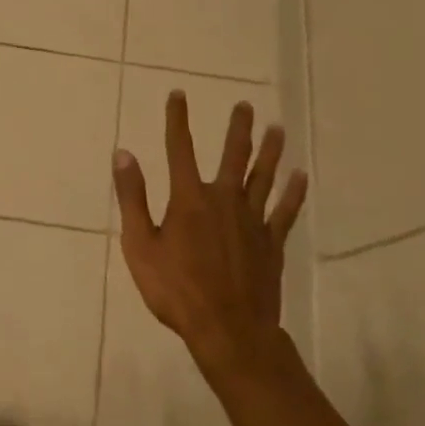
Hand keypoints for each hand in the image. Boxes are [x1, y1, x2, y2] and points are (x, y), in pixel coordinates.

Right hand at [112, 91, 306, 378]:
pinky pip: (285, 212)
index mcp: (189, 198)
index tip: (178, 94)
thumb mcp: (140, 245)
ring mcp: (252, 221)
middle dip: (238, 129)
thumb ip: (133, 198)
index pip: (180, 148)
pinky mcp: (272, 243)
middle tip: (245, 105)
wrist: (228, 331)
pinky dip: (294, 193)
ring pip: (263, 177)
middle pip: (233, 156)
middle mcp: (223, 199)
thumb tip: (123, 154)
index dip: (177, 119)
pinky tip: (301, 176)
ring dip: (270, 151)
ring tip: (278, 128)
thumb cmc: (176, 290)